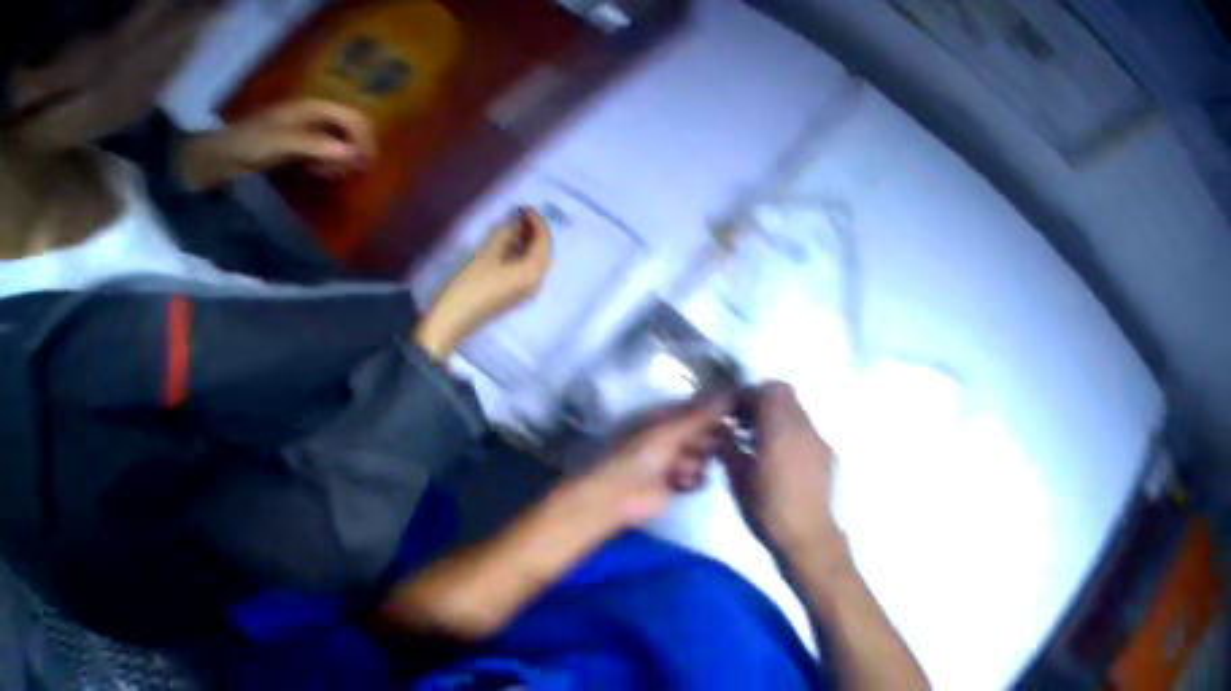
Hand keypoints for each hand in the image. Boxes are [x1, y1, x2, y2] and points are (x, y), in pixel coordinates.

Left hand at [179, 99, 376, 191]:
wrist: (218, 157)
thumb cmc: (250, 143)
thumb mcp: (285, 143)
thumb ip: (319, 147)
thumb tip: (355, 155)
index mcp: (313, 107)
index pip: (351, 116)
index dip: (364, 137)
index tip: (368, 163)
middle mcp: (312, 115)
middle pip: (346, 127)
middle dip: (353, 148)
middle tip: (351, 173)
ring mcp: (302, 131)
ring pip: (334, 141)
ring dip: (339, 157)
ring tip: (334, 175)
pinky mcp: (292, 146)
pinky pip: (319, 152)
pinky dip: (324, 163)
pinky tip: (319, 174)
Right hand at [414, 208, 551, 360]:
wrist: (452, 321)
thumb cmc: (468, 287)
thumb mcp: (486, 255)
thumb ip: (504, 234)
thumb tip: (515, 223)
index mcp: (532, 272)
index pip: (544, 241)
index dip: (536, 221)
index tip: (525, 206)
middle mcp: (536, 283)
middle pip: (543, 252)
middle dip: (534, 231)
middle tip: (520, 214)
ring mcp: (526, 292)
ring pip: (534, 261)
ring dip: (528, 242)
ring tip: (514, 224)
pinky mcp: (515, 295)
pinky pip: (526, 270)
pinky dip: (522, 254)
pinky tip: (509, 244)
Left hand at [586, 395, 731, 526]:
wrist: (619, 496)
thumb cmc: (638, 456)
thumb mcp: (671, 430)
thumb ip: (701, 414)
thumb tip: (732, 391)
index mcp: (664, 416)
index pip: (698, 408)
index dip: (717, 410)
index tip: (738, 412)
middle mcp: (671, 435)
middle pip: (704, 432)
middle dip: (711, 439)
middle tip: (721, 443)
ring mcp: (674, 460)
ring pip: (704, 456)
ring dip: (699, 461)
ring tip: (685, 469)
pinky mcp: (677, 484)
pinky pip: (699, 478)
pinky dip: (694, 480)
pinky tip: (683, 483)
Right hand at [720, 382, 840, 553]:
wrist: (808, 536)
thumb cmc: (767, 509)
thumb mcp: (737, 479)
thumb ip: (728, 447)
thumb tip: (721, 430)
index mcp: (780, 428)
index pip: (767, 389)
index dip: (747, 395)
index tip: (731, 411)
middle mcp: (803, 426)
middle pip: (784, 394)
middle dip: (762, 402)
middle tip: (743, 423)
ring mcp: (819, 439)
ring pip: (796, 411)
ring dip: (777, 417)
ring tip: (758, 442)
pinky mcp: (827, 454)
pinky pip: (806, 430)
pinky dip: (791, 433)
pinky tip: (779, 459)